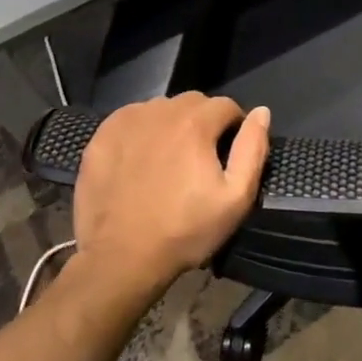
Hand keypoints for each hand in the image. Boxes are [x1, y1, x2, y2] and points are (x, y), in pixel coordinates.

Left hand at [73, 93, 270, 299]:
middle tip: (200, 158)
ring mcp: (126, 122)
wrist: (121, 258)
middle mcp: (160, 111)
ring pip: (161, 109)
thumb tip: (261, 112)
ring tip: (170, 159)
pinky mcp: (100, 137)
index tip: (228, 154)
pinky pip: (131, 120)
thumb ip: (252, 149)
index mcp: (195, 123)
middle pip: (193, 102)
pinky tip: (141, 159)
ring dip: (172, 125)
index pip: (225, 105)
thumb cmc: (185, 230)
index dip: (233, 127)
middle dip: (203, 122)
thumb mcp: (236, 197)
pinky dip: (142, 131)